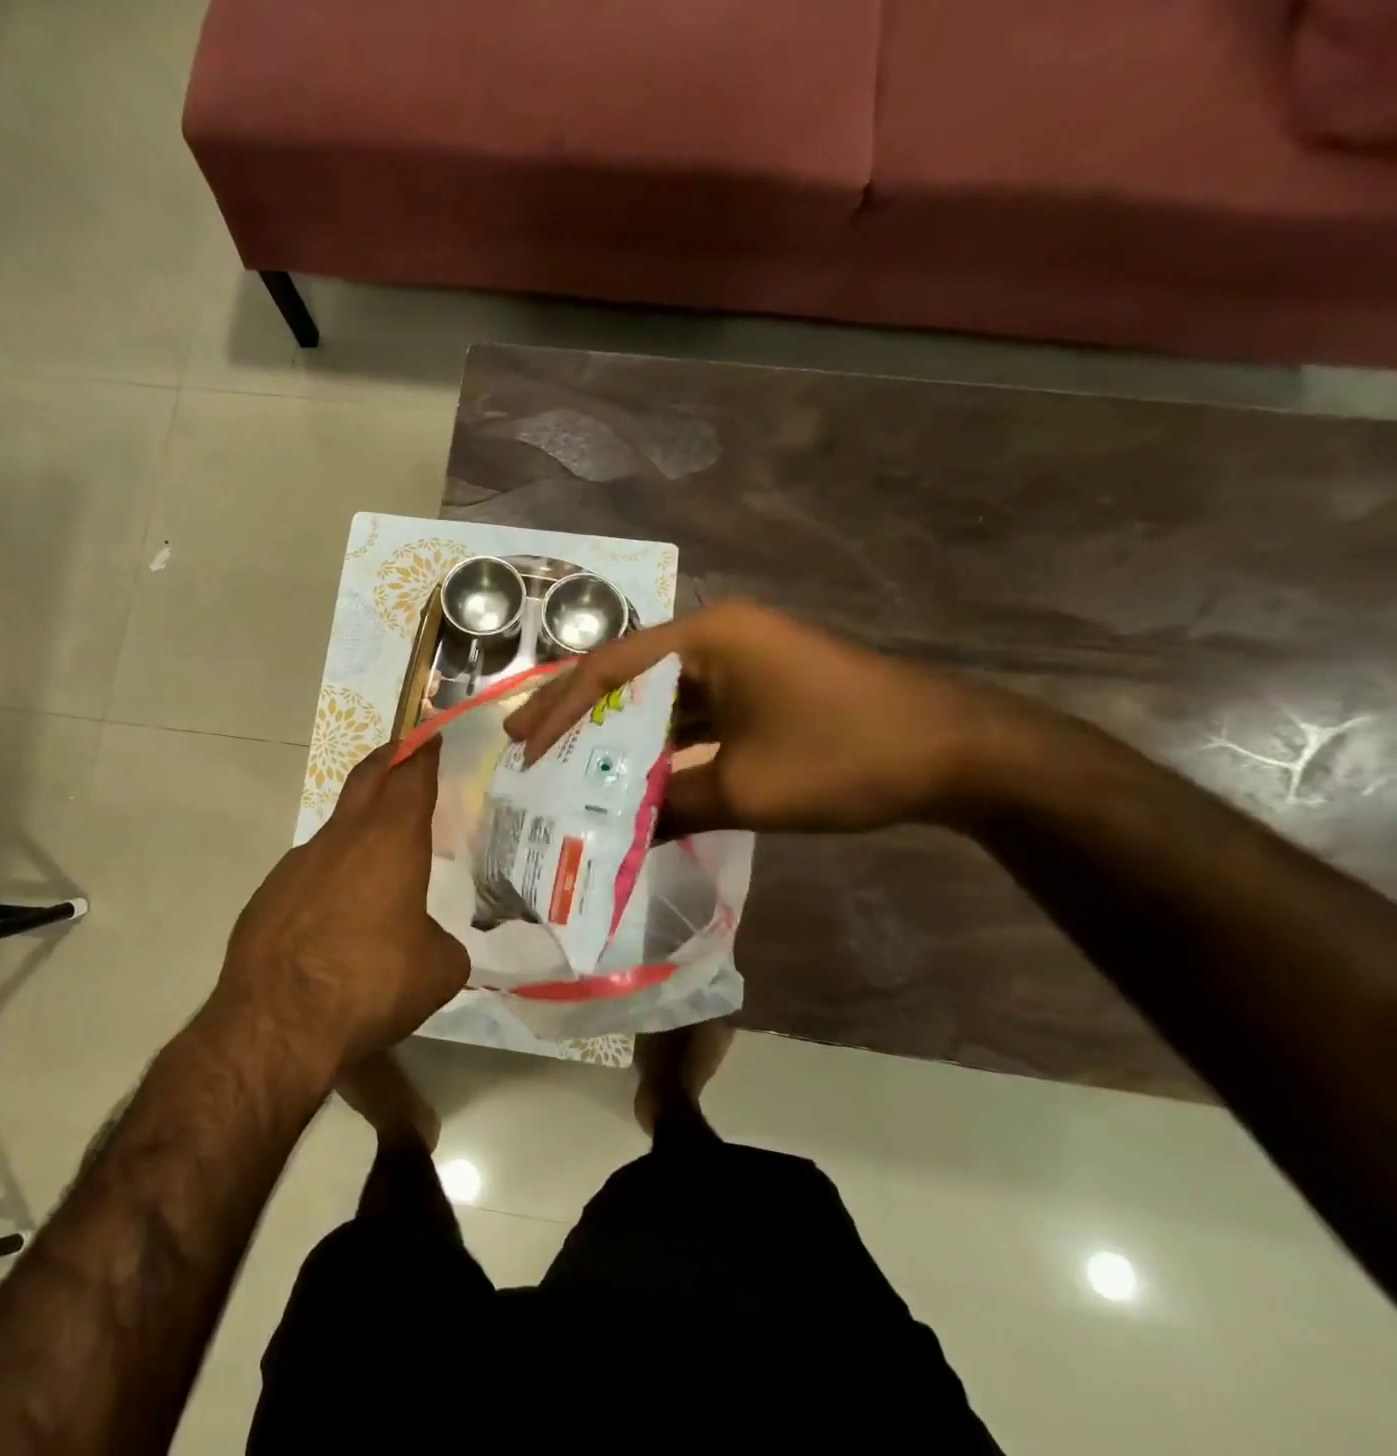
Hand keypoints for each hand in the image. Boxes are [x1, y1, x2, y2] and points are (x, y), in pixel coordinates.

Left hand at [216, 739, 467, 1074]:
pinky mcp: (268, 895)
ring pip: (336, 832)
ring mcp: (298, 864)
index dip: (424, 753)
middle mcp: (342, 839)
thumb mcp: (437, 969)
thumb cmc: (371, 983)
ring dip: (358, 832)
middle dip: (388, 759)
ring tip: (376, 865)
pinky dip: (329, 879)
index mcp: (390, 841)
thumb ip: (442, 942)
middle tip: (403, 751)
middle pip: (366, 780)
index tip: (430, 736)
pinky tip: (333, 920)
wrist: (277, 1022)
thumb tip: (429, 942)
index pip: (411, 778)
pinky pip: (309, 874)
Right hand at [504, 600, 1015, 833]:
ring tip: (564, 760)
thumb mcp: (748, 790)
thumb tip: (614, 838)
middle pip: (628, 673)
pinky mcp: (759, 686)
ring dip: (617, 728)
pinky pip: (693, 709)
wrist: (960, 753)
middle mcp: (718, 637)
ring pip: (659, 693)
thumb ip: (671, 807)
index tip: (523, 746)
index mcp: (709, 640)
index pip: (610, 668)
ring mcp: (741, 659)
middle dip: (576, 712)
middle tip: (525, 745)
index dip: (560, 710)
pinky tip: (633, 769)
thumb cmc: (847, 757)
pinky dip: (661, 740)